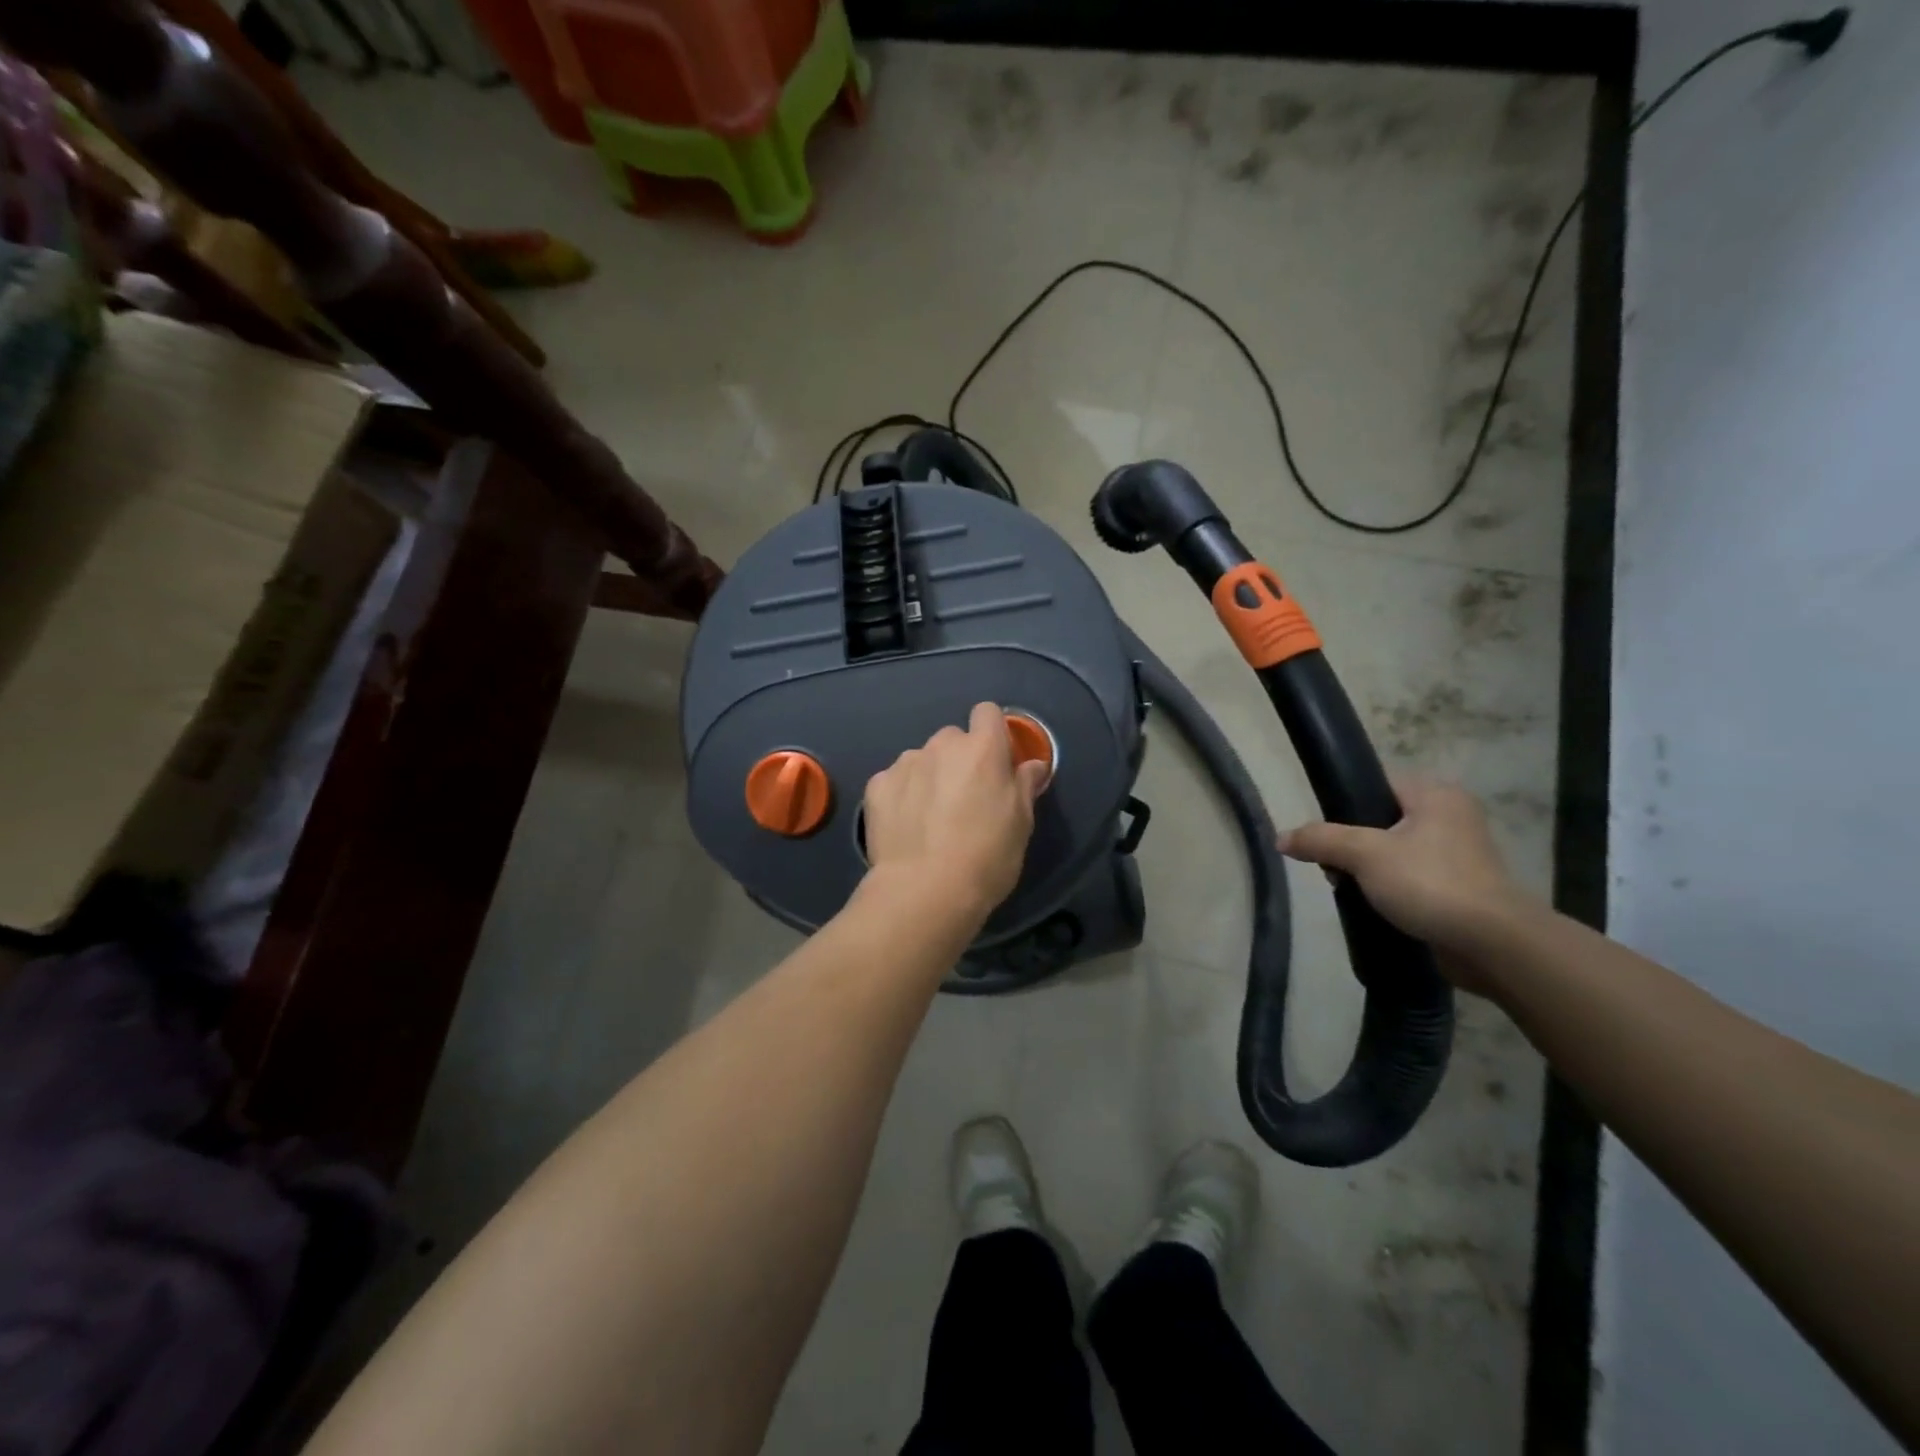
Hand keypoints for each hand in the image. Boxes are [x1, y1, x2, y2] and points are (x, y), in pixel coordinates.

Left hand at [862, 703, 1049, 921]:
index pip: (987, 712)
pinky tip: (906, 825)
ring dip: (929, 776)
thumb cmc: (986, 857)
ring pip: (922, 759)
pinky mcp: (877, 786)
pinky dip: (902, 795)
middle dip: (959, 760)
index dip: (992, 733)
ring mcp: (905, 763)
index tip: (995, 762)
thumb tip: (1032, 764)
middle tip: (964, 798)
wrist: (925, 890)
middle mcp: (942, 745)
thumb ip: (1024, 785)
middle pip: (953, 738)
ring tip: (930, 818)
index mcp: (982, 749)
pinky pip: (895, 780)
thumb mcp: (1021, 824)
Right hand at [1279, 778, 1531, 980]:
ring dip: (1367, 872)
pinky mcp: (1459, 888)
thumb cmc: (1429, 882)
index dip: (1344, 807)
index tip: (1326, 837)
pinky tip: (1375, 907)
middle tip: (1335, 870)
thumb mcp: (1364, 854)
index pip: (1376, 785)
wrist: (1491, 944)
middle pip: (1379, 821)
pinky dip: (1389, 890)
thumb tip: (1280, 838)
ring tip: (1352, 891)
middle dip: (1351, 847)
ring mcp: (1458, 855)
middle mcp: (1451, 817)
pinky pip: (1410, 879)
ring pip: (1392, 853)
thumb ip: (1320, 840)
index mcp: (1436, 794)